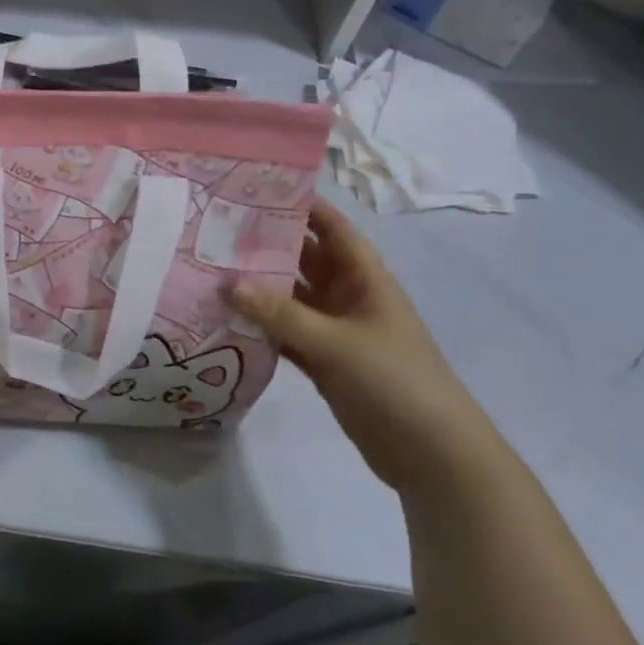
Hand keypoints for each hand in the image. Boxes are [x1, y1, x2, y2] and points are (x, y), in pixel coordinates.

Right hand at [227, 198, 498, 494]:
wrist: (433, 457)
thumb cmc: (395, 382)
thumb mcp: (337, 344)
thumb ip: (281, 314)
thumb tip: (227, 283)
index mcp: (365, 278)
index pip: (331, 227)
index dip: (300, 204)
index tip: (254, 187)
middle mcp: (348, 296)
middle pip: (303, 258)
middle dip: (265, 244)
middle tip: (214, 229)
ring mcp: (335, 330)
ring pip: (290, 297)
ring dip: (258, 287)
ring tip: (209, 268)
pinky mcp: (323, 361)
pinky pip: (285, 332)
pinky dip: (261, 326)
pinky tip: (225, 318)